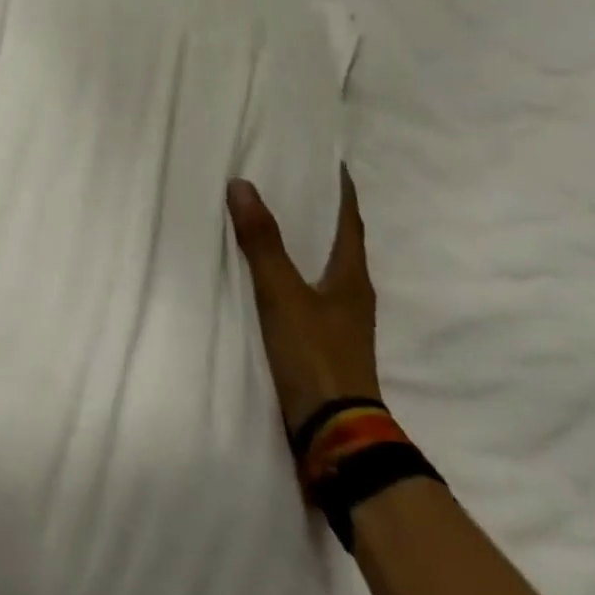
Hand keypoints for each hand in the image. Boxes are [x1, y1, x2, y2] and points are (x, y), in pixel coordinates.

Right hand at [227, 168, 381, 432]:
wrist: (333, 432)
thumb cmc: (314, 354)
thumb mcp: (282, 293)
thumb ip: (262, 242)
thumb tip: (242, 184)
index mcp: (352, 278)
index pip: (350, 222)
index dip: (342, 192)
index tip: (332, 162)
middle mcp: (352, 295)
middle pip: (338, 244)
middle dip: (319, 214)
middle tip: (292, 183)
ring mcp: (339, 322)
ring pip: (322, 270)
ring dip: (304, 245)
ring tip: (275, 221)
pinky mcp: (322, 343)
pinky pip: (306, 293)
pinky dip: (291, 273)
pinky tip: (268, 275)